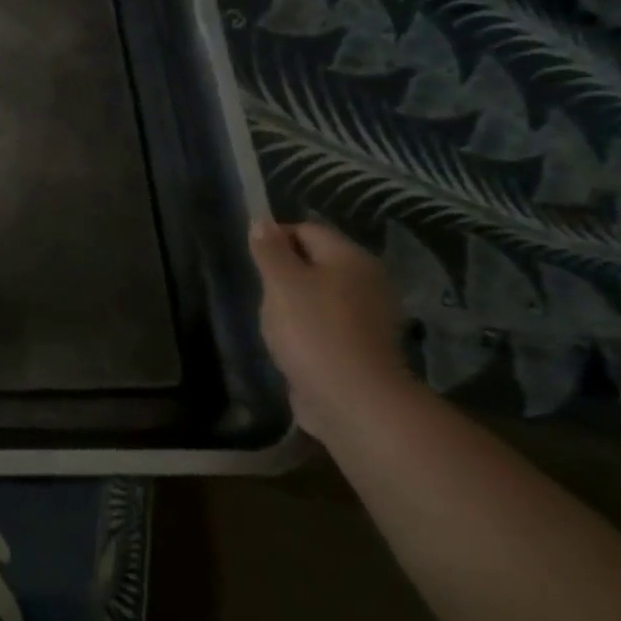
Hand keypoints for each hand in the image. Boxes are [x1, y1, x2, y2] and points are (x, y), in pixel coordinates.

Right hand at [248, 219, 415, 440]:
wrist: (351, 398)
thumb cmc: (312, 330)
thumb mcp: (281, 284)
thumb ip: (270, 251)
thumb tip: (262, 222)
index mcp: (350, 258)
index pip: (307, 230)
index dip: (275, 238)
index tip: (250, 260)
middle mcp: (367, 280)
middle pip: (317, 261)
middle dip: (285, 271)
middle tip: (259, 290)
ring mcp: (369, 315)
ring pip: (322, 293)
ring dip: (295, 300)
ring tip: (271, 318)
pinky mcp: (362, 344)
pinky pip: (328, 321)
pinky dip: (308, 325)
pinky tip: (291, 340)